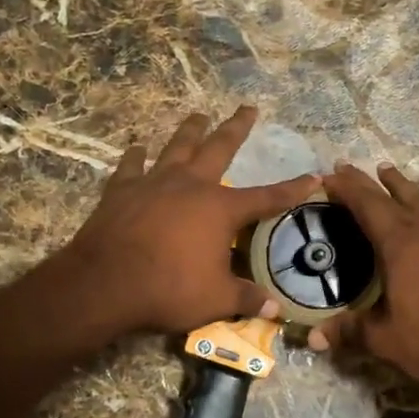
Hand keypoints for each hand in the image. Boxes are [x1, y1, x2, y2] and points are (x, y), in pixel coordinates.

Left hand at [59, 106, 316, 337]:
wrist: (105, 282)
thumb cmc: (168, 289)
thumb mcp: (216, 299)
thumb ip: (246, 299)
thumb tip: (276, 309)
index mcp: (220, 210)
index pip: (266, 198)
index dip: (292, 189)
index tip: (313, 176)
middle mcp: (191, 185)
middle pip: (219, 148)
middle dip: (236, 128)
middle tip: (247, 108)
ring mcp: (154, 182)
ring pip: (177, 147)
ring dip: (190, 131)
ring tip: (199, 115)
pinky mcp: (122, 190)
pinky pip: (131, 165)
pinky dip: (135, 155)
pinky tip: (138, 146)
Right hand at [310, 162, 418, 399]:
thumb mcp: (385, 340)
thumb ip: (349, 332)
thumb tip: (314, 337)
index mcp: (398, 247)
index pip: (365, 207)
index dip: (346, 189)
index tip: (328, 177)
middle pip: (391, 199)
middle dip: (366, 183)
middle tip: (346, 167)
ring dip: (404, 186)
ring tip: (387, 168)